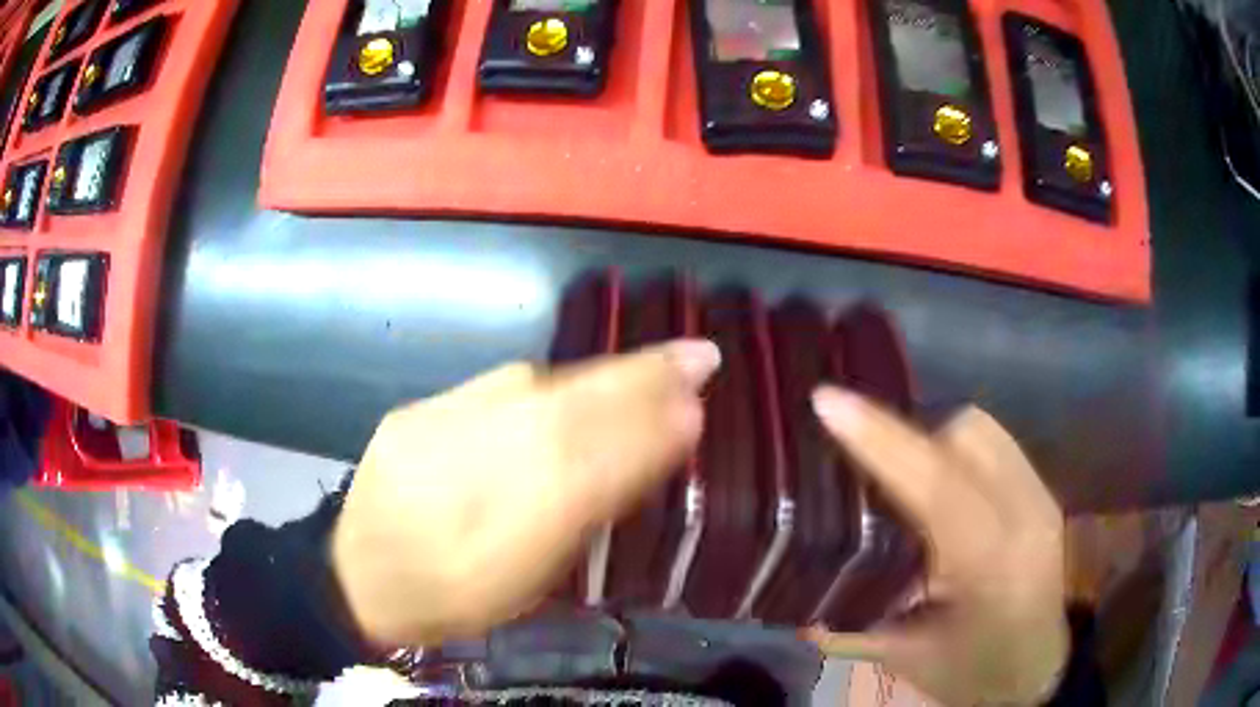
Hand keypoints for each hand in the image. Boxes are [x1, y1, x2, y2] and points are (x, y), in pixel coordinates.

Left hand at [331, 340, 720, 646]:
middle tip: (699, 357)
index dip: (647, 436)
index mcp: (498, 534)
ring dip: (603, 377)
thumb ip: (576, 522)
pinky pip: (497, 388)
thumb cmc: (452, 597)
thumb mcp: (522, 581)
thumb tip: (638, 461)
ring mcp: (439, 429)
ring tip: (653, 365)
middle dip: (642, 384)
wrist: (357, 572)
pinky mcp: (417, 411)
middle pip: (569, 415)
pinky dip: (549, 382)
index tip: (698, 407)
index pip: (589, 469)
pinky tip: (575, 384)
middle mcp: (469, 470)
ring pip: (535, 392)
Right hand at [805, 388, 1067, 705]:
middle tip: (857, 450)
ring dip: (931, 432)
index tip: (829, 402)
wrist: (1036, 669)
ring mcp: (1040, 495)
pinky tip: (935, 473)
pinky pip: (993, 440)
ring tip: (896, 462)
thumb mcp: (905, 658)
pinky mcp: (1042, 489)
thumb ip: (850, 626)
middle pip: (963, 433)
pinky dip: (955, 442)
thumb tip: (797, 598)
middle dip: (905, 432)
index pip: (937, 484)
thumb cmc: (972, 671)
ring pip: (980, 427)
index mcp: (990, 564)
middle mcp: (1025, 513)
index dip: (882, 439)